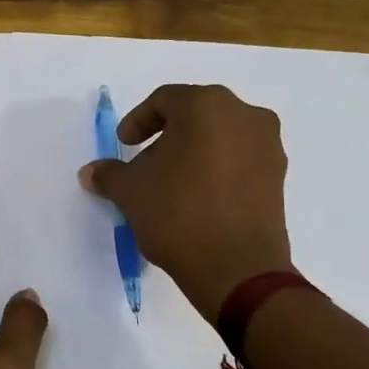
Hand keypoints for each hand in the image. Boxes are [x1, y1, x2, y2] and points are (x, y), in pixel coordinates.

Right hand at [78, 85, 292, 321]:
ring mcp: (268, 145)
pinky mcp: (278, 177)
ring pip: (220, 136)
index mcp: (206, 106)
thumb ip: (109, 174)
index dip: (138, 121)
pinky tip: (198, 197)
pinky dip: (217, 169)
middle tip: (145, 162)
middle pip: (196, 114)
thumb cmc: (178, 214)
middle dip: (167, 136)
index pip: (165, 100)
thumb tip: (90, 172)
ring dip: (193, 152)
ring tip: (171, 183)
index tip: (124, 145)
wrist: (237, 269)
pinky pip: (239, 159)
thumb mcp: (130, 192)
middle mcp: (244, 115)